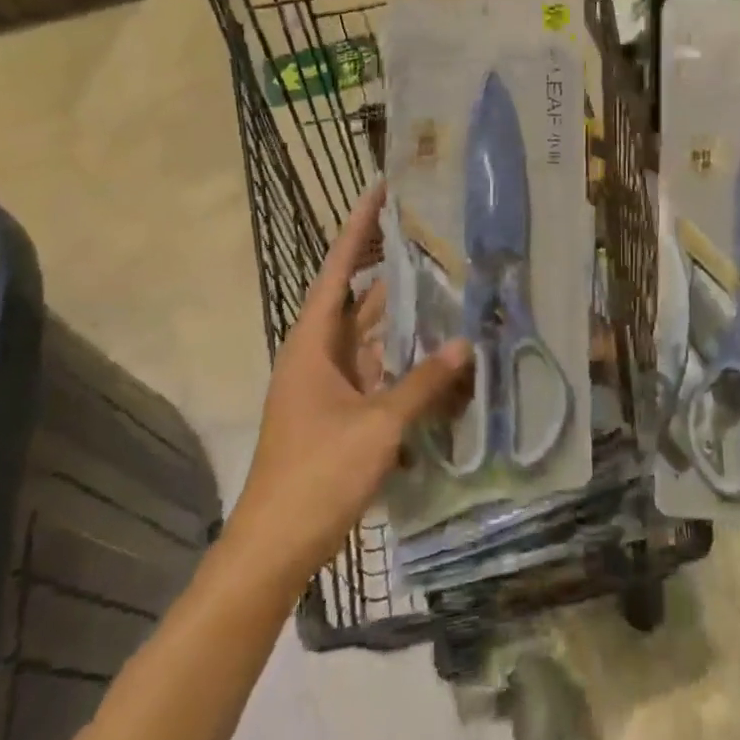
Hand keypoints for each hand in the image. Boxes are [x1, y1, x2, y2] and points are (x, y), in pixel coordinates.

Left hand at [229, 181, 471, 582]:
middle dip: (393, 269)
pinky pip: (379, 374)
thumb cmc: (316, 475)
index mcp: (313, 343)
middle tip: (434, 236)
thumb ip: (423, 384)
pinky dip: (407, 364)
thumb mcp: (377, 426)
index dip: (360, 227)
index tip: (381, 189)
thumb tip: (467, 345)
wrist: (273, 550)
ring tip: (449, 289)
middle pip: (359, 298)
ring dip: (407, 320)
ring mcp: (330, 385)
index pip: (338, 269)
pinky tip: (442, 360)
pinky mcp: (342, 413)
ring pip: (374, 338)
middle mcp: (319, 354)